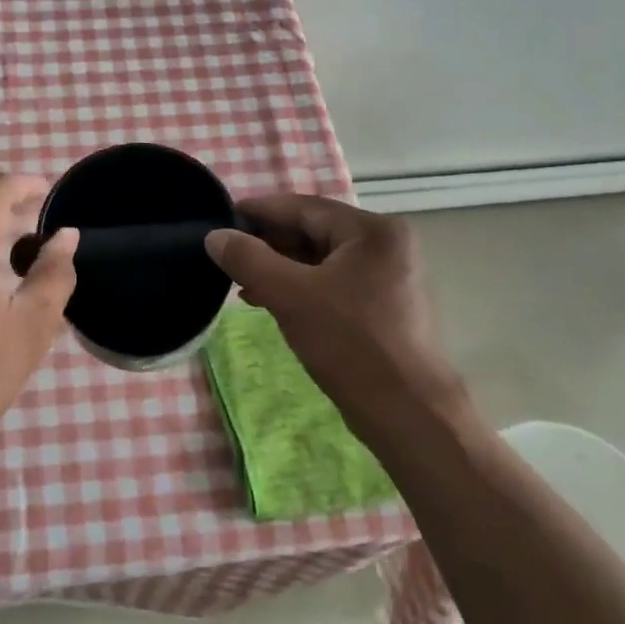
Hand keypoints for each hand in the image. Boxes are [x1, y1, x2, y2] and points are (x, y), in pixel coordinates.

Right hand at [204, 195, 463, 430]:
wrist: (408, 415)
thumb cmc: (350, 345)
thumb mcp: (290, 296)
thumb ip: (249, 259)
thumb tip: (215, 236)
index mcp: (372, 230)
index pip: (303, 208)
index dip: (258, 212)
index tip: (220, 219)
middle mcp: (386, 244)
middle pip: (313, 231)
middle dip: (268, 244)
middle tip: (228, 256)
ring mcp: (389, 275)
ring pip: (321, 259)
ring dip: (281, 268)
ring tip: (242, 283)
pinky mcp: (384, 304)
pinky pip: (333, 282)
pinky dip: (301, 287)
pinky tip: (270, 301)